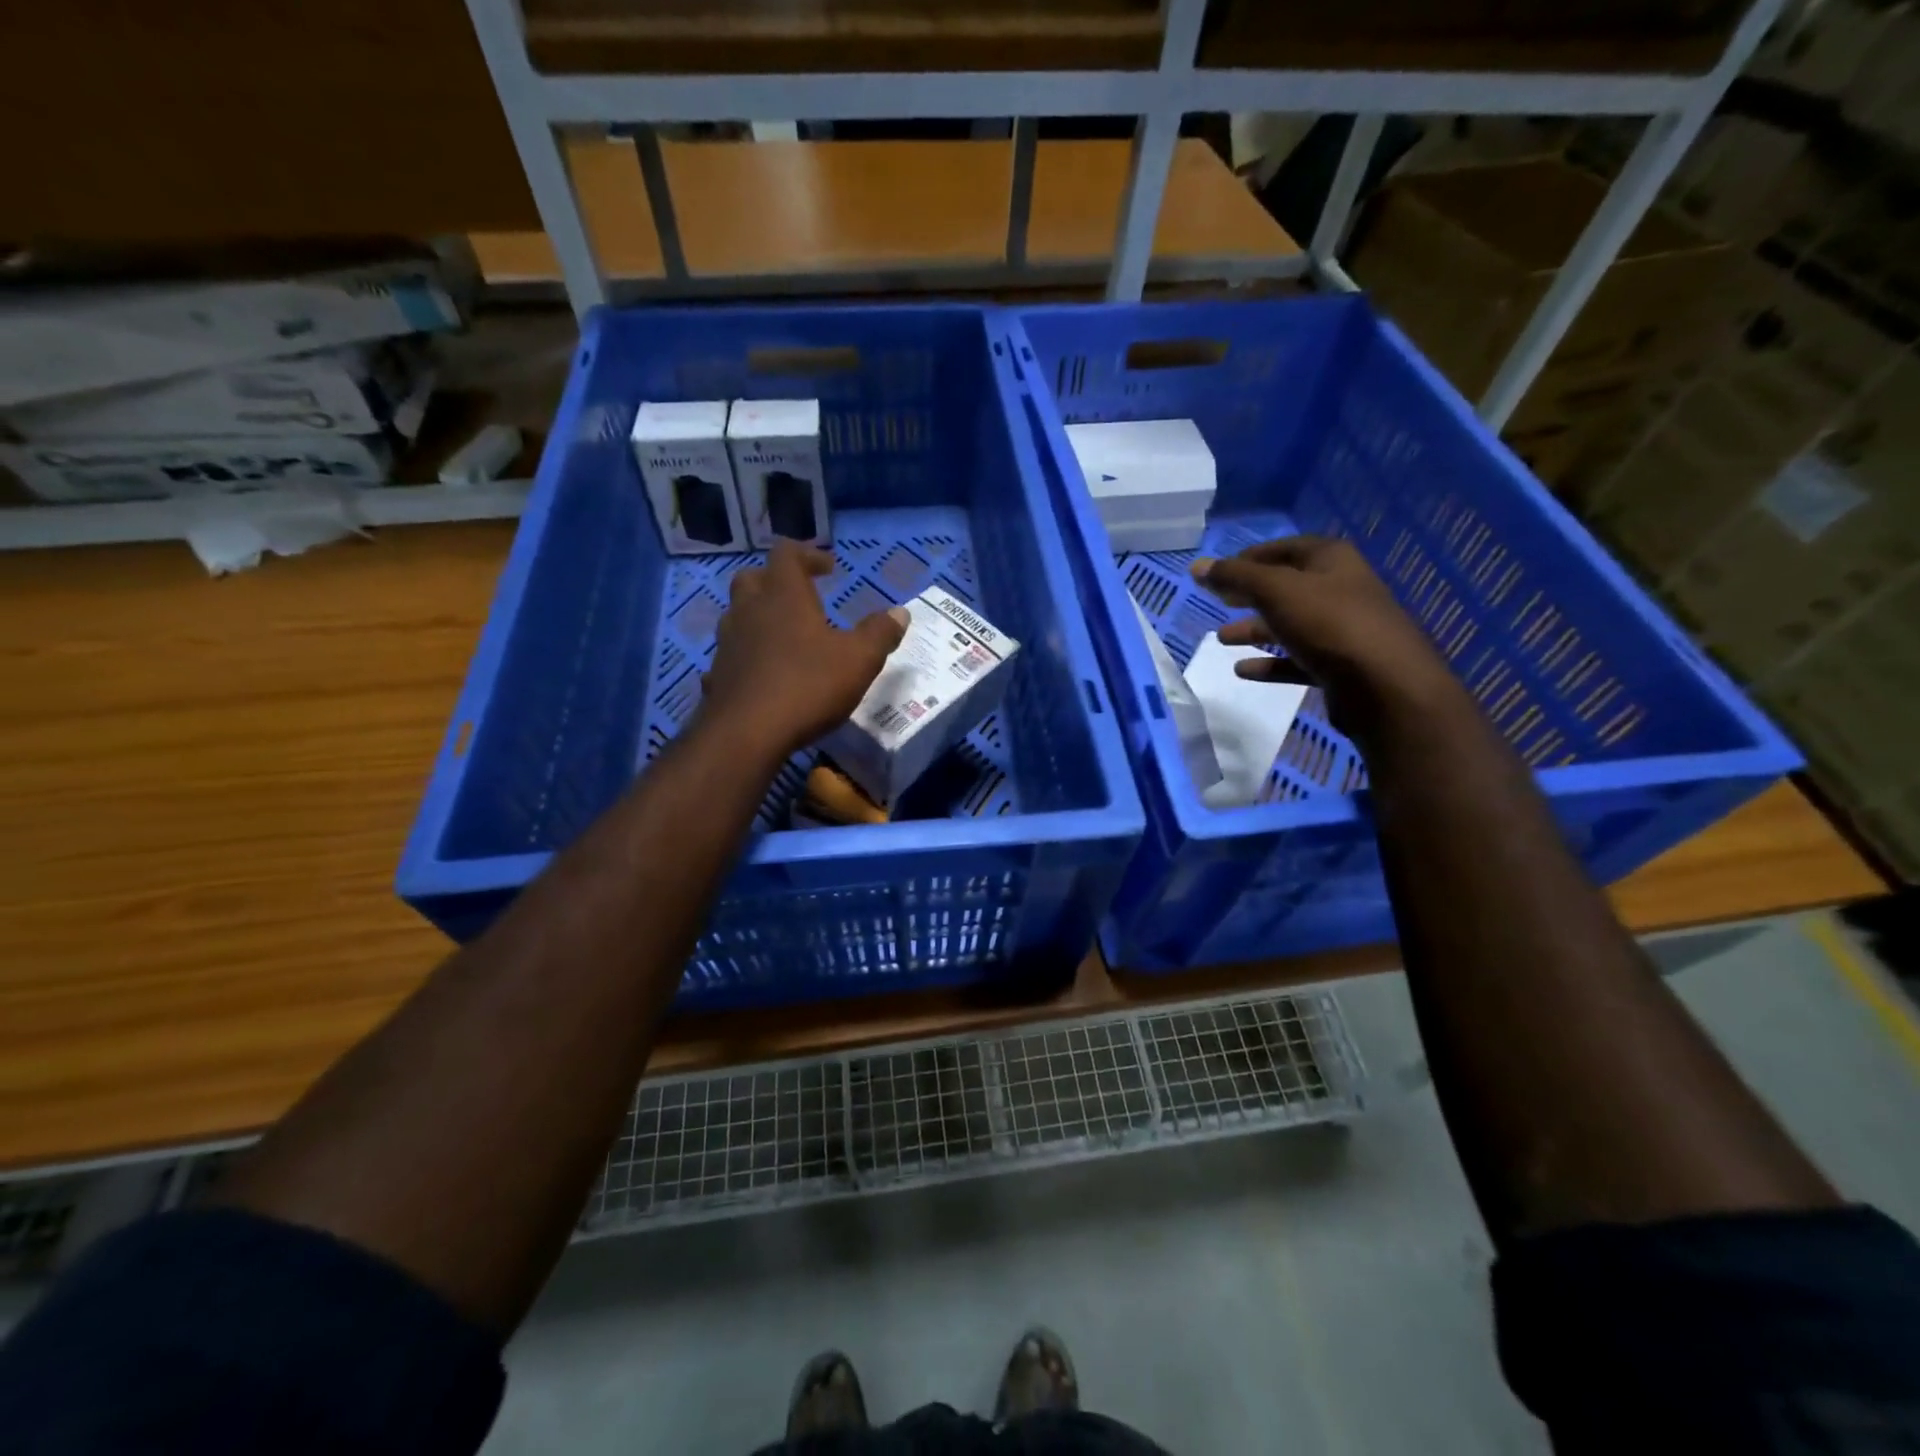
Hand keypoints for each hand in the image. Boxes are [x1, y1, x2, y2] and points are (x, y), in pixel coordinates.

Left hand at [699, 542, 908, 760]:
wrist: (747, 733)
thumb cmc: (808, 685)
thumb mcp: (859, 660)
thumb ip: (879, 633)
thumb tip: (900, 612)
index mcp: (784, 596)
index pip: (787, 554)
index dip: (808, 555)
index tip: (828, 568)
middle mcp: (749, 610)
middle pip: (753, 578)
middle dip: (776, 581)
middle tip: (800, 597)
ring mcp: (728, 643)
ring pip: (738, 615)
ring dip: (759, 618)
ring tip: (784, 637)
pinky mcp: (717, 674)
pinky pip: (731, 655)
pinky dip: (746, 656)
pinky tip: (761, 674)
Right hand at [1189, 536, 1459, 739]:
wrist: (1384, 686)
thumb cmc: (1329, 624)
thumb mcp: (1276, 591)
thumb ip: (1235, 577)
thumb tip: (1197, 566)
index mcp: (1331, 560)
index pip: (1285, 548)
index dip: (1251, 557)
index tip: (1219, 572)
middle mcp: (1340, 589)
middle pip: (1287, 587)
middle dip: (1250, 595)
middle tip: (1218, 601)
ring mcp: (1342, 630)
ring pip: (1290, 625)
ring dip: (1256, 630)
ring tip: (1222, 639)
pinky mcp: (1339, 666)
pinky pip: (1296, 660)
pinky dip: (1270, 663)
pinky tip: (1243, 670)